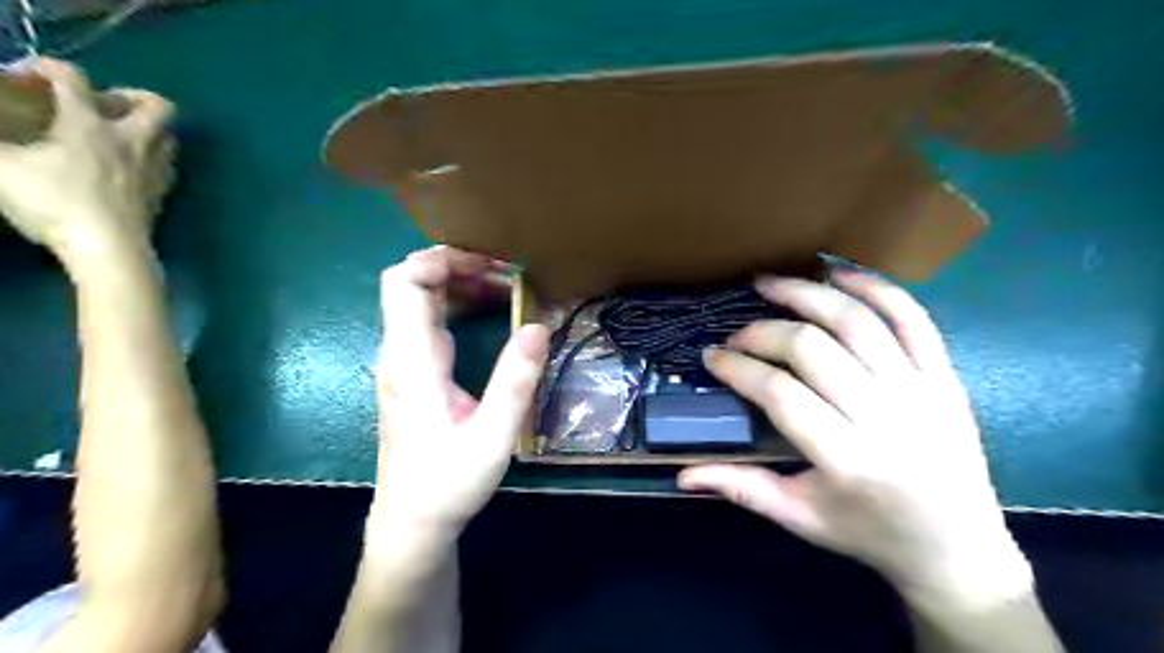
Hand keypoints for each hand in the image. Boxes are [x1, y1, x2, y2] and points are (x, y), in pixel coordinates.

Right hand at [1, 58, 174, 261]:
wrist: (109, 248)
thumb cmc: (53, 202)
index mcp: (89, 124)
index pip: (72, 79)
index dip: (47, 67)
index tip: (25, 76)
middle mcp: (133, 141)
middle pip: (157, 106)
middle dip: (131, 95)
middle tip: (101, 103)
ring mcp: (155, 168)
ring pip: (170, 136)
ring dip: (148, 128)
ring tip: (118, 134)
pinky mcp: (163, 193)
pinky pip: (168, 165)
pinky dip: (152, 157)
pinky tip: (130, 167)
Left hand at [369, 247, 549, 543]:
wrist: (412, 522)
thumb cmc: (449, 482)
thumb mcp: (493, 435)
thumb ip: (515, 380)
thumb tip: (538, 326)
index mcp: (412, 361)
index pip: (404, 283)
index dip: (440, 259)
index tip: (488, 263)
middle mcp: (399, 354)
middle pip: (410, 284)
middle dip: (457, 266)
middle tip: (506, 273)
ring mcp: (403, 364)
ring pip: (420, 303)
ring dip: (460, 286)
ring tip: (506, 288)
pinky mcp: (412, 375)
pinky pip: (429, 324)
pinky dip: (457, 307)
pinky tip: (489, 315)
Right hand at [680, 268, 1029, 608]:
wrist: (959, 548)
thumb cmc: (869, 533)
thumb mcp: (800, 519)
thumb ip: (741, 488)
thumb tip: (682, 474)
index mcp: (846, 459)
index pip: (779, 394)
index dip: (738, 368)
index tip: (712, 357)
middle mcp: (884, 417)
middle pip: (811, 349)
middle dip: (762, 332)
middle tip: (736, 335)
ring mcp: (920, 391)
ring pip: (857, 322)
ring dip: (807, 294)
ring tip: (770, 283)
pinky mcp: (945, 376)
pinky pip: (912, 319)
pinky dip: (875, 288)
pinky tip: (838, 273)